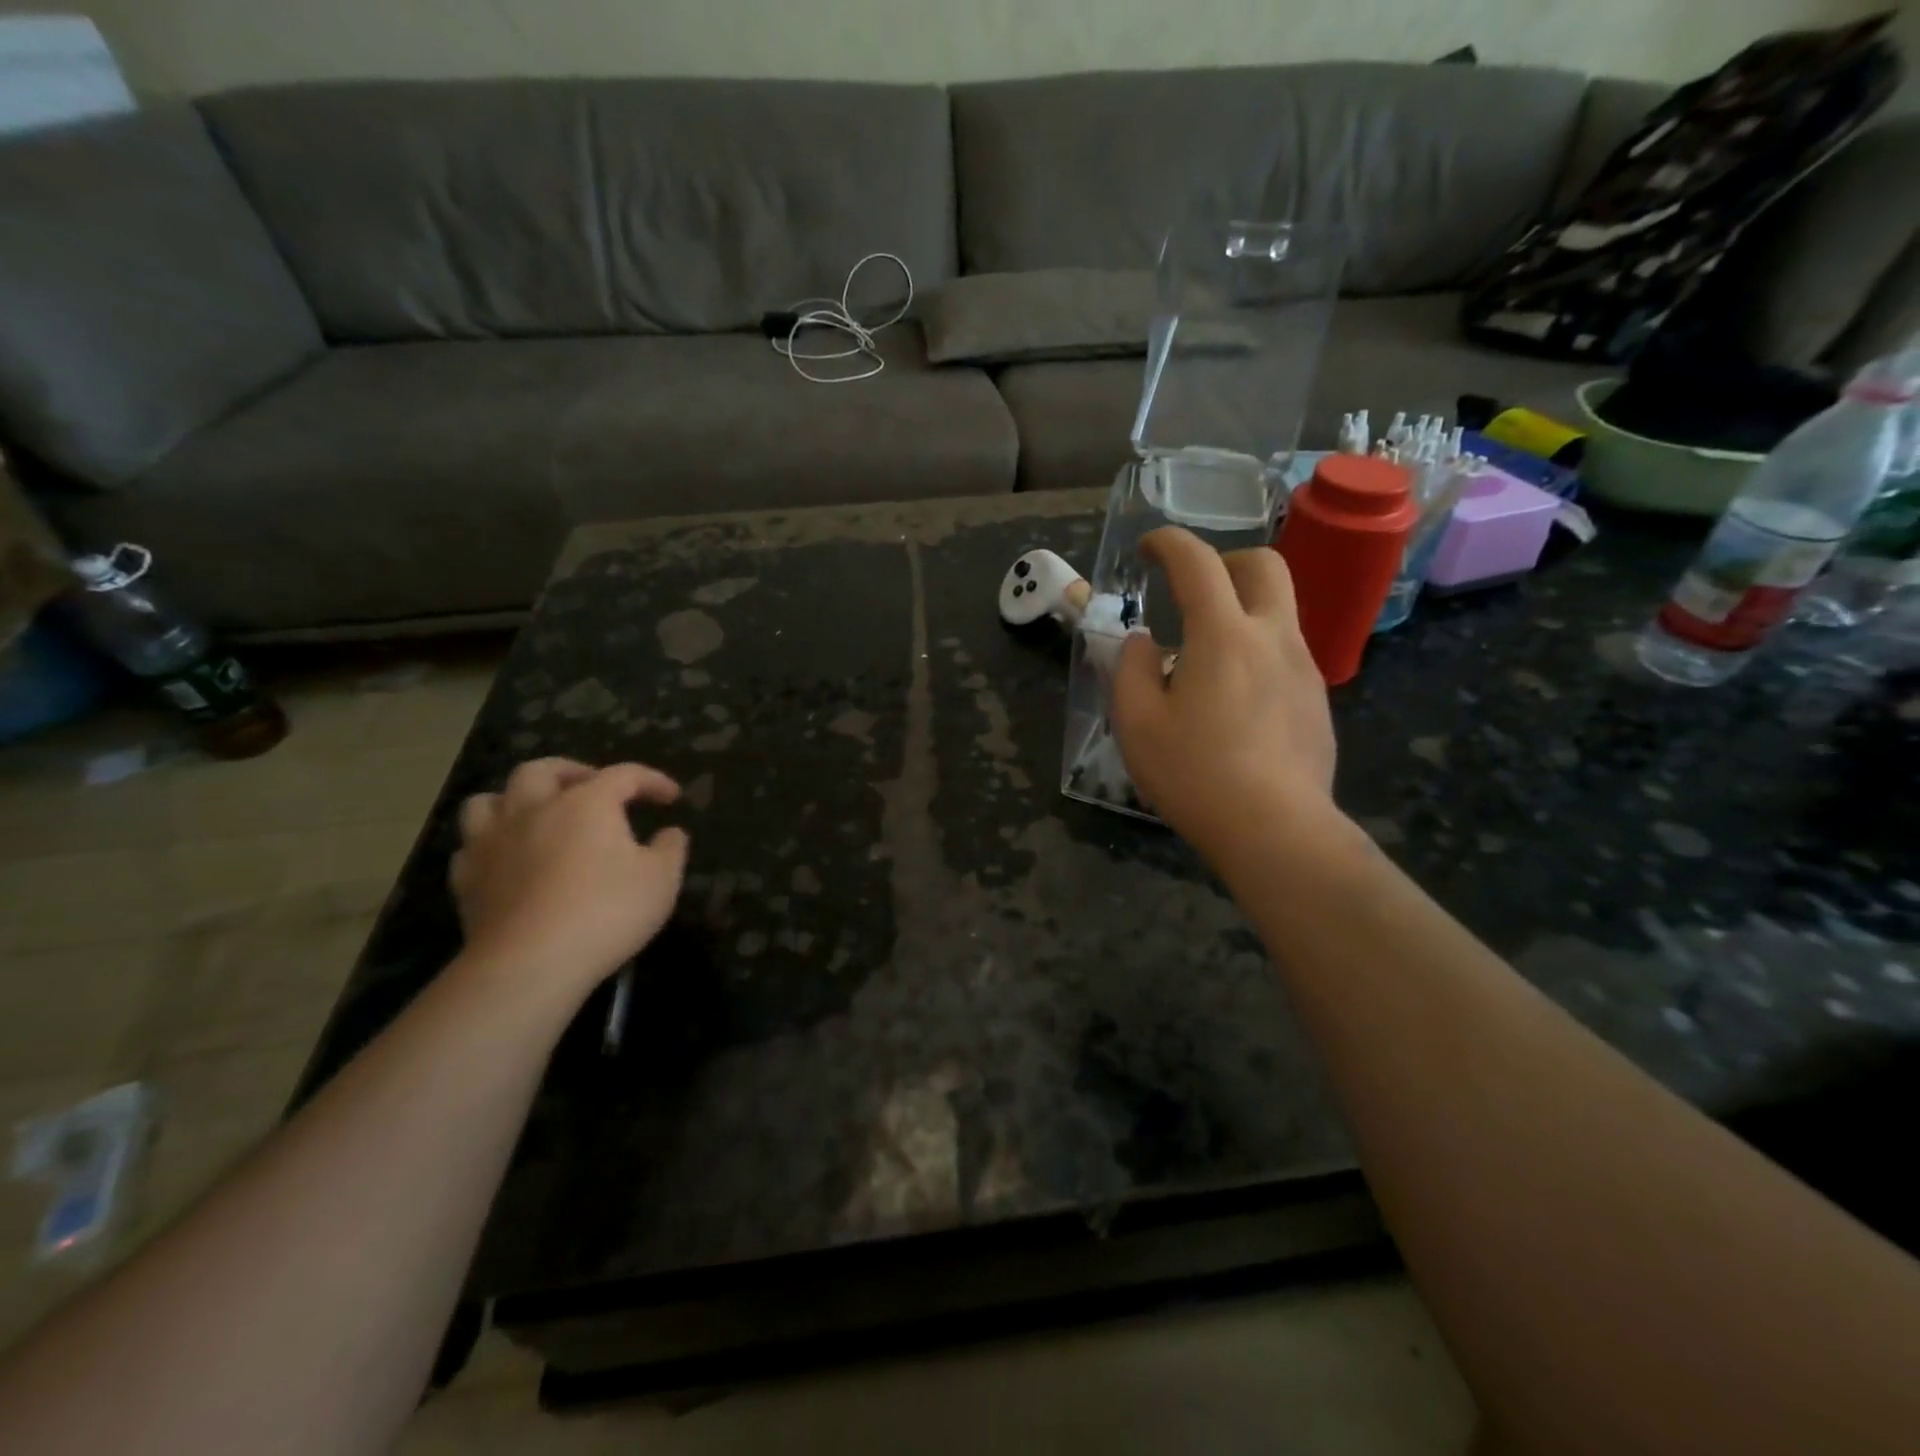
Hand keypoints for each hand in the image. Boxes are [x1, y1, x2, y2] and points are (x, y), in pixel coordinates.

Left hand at [449, 758, 689, 1006]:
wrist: (531, 963)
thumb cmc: (607, 912)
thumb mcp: (661, 880)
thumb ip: (671, 850)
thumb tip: (671, 833)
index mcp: (586, 803)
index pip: (624, 775)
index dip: (651, 780)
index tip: (672, 797)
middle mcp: (534, 809)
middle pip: (543, 770)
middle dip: (571, 772)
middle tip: (591, 787)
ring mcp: (492, 842)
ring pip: (490, 799)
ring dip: (514, 800)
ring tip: (535, 815)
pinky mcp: (466, 879)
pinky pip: (471, 847)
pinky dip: (489, 844)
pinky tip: (505, 859)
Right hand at [1110, 529, 1338, 860]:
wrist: (1276, 830)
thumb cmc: (1195, 774)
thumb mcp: (1136, 723)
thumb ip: (1130, 668)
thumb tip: (1144, 643)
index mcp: (1224, 634)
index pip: (1197, 562)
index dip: (1169, 542)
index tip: (1148, 548)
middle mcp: (1273, 637)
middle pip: (1264, 565)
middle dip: (1226, 561)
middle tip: (1194, 589)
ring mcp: (1304, 668)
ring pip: (1280, 610)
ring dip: (1242, 610)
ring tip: (1207, 657)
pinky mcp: (1318, 701)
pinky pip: (1286, 654)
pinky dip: (1257, 652)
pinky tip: (1235, 701)